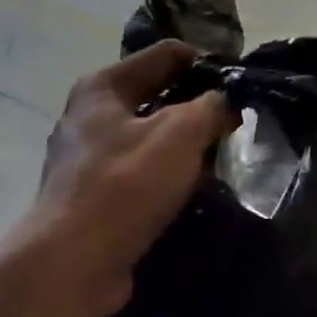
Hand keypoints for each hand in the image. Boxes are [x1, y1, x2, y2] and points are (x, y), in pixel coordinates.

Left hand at [29, 41, 235, 316]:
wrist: (75, 260)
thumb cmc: (125, 184)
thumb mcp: (179, 133)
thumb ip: (209, 108)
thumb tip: (225, 102)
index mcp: (100, 88)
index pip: (163, 55)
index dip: (204, 61)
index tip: (241, 80)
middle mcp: (86, 119)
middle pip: (151, 99)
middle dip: (193, 107)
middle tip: (237, 121)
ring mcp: (84, 163)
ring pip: (144, 142)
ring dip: (179, 149)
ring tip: (222, 157)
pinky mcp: (90, 202)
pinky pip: (136, 179)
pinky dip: (162, 181)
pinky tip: (189, 193)